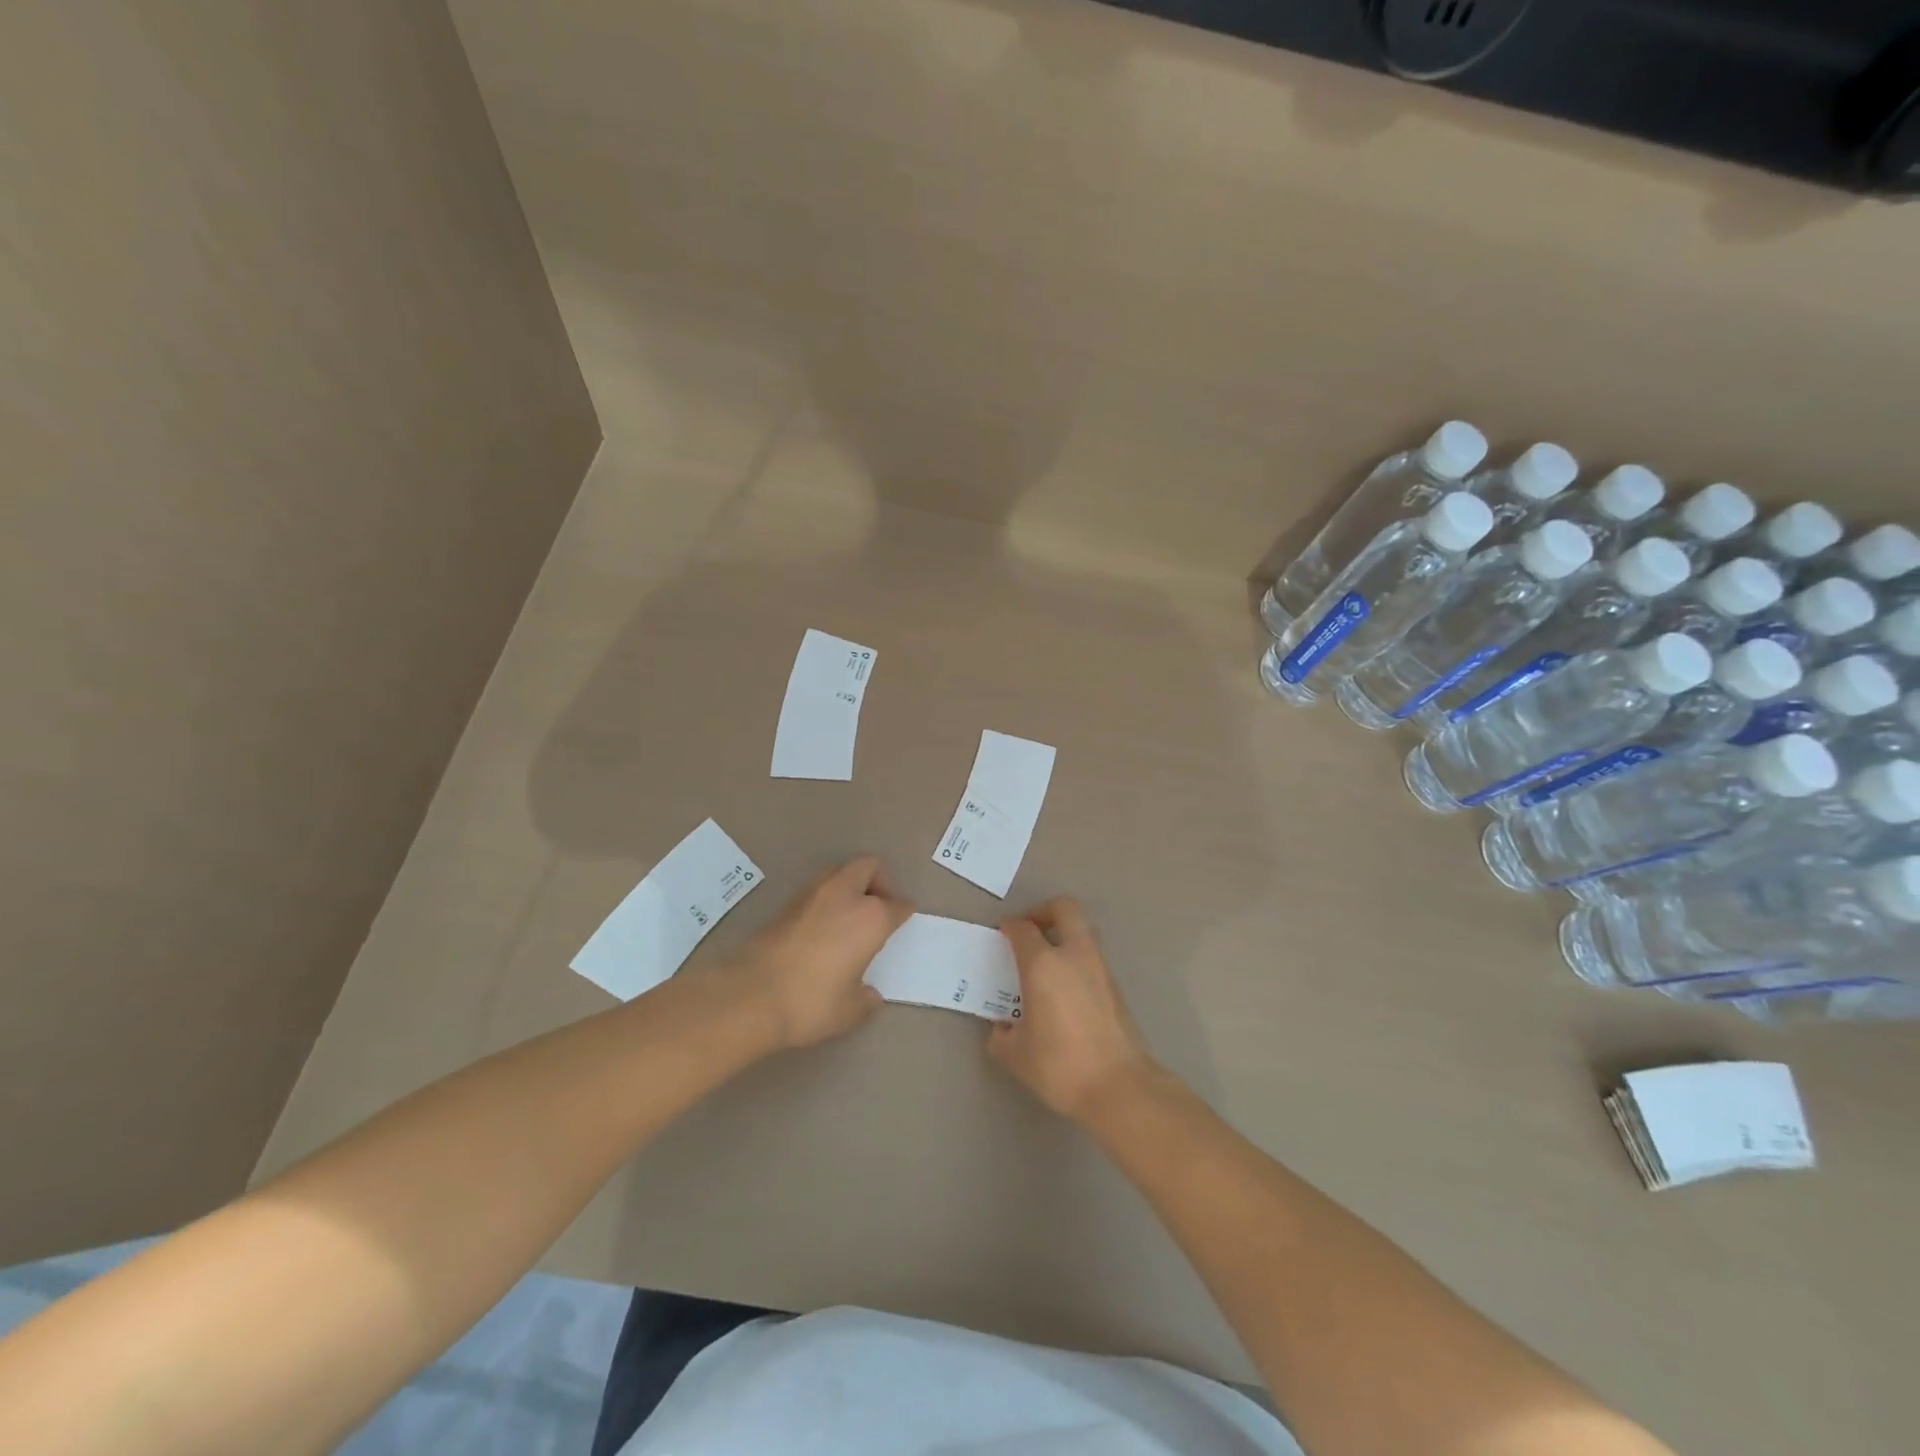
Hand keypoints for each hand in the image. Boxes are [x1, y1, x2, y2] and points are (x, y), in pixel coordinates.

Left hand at [726, 856, 913, 1048]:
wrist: (750, 995)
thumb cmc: (811, 1002)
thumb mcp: (849, 1011)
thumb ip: (865, 999)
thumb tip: (869, 994)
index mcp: (870, 917)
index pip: (897, 905)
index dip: (904, 911)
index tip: (905, 916)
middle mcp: (844, 895)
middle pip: (869, 867)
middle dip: (879, 881)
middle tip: (879, 907)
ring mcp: (813, 895)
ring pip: (840, 872)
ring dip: (851, 885)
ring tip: (850, 916)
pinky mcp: (786, 903)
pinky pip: (818, 889)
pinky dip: (827, 899)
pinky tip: (824, 927)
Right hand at [988, 897, 1158, 1121]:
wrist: (1120, 1086)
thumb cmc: (1061, 1066)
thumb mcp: (1016, 1055)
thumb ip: (1003, 1035)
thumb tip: (1004, 1026)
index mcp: (1043, 965)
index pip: (1023, 929)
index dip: (1010, 927)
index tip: (1003, 934)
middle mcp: (1073, 955)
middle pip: (1064, 908)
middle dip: (1044, 911)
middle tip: (1031, 931)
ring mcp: (1100, 968)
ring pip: (1083, 931)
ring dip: (1065, 935)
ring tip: (1048, 962)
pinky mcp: (1116, 986)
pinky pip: (1092, 957)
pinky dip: (1077, 960)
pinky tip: (1066, 990)